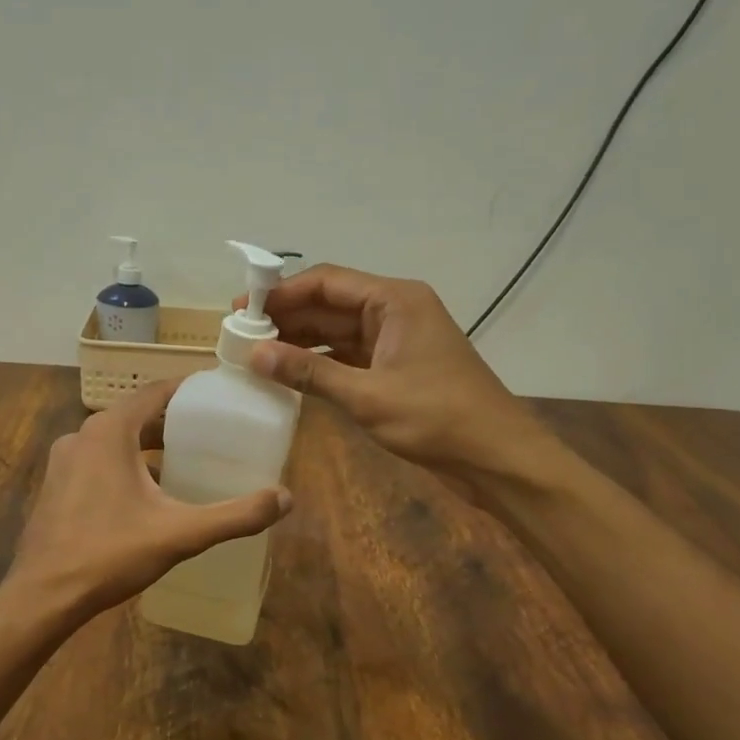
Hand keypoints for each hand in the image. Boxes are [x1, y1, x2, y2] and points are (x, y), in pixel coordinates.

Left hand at [7, 380, 292, 625]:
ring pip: (114, 440)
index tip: (218, 394)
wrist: (43, 596)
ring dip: (147, 446)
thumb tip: (285, 498)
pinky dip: (124, 465)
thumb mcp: (180, 533)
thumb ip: (235, 515)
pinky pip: (97, 461)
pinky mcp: (55, 486)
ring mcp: (63, 461)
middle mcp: (82, 435)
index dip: (188, 389)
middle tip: (211, 432)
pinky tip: (146, 494)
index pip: (155, 392)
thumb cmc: (110, 553)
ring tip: (184, 461)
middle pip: (135, 416)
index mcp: (109, 431)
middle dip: (171, 422)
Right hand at [240, 265, 543, 479]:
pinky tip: (289, 374)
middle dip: (287, 317)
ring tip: (256, 354)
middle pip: (330, 304)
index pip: (327, 281)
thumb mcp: (367, 395)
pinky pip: (349, 356)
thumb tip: (255, 354)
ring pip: (337, 331)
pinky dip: (320, 363)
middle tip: (241, 335)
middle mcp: (394, 310)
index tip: (242, 308)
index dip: (281, 293)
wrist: (497, 458)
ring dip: (300, 341)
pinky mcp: (397, 367)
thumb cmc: (437, 418)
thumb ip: (309, 373)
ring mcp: (396, 339)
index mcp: (394, 300)